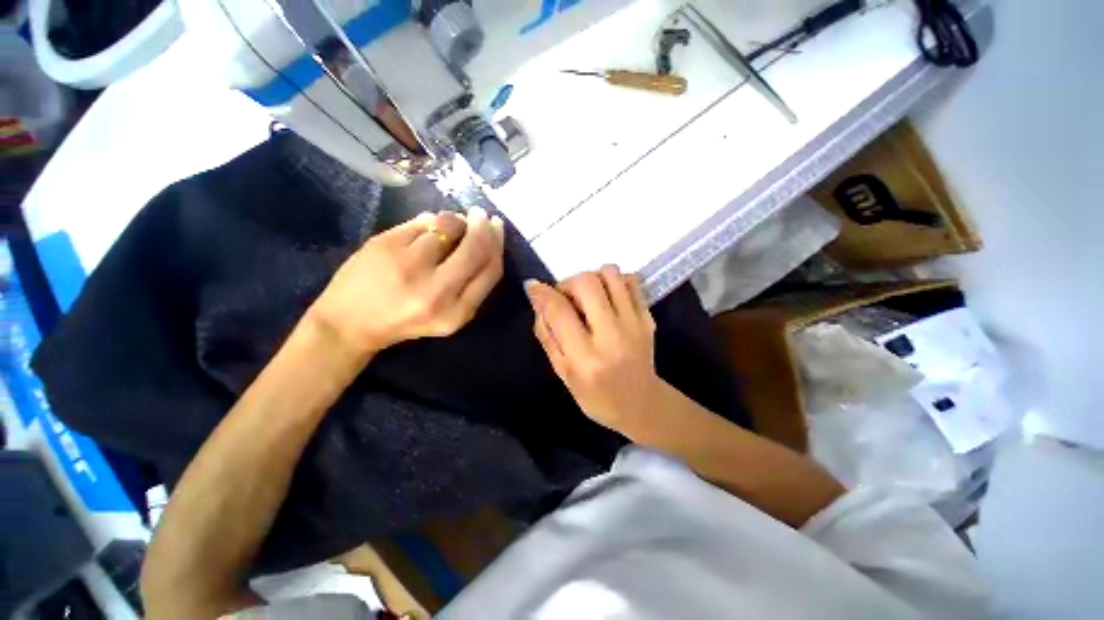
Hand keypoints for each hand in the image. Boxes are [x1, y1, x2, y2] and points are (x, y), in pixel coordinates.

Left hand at [310, 208, 504, 357]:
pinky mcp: (385, 245)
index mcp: (456, 313)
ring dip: (456, 220)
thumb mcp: (448, 317)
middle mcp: (436, 291)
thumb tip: (486, 238)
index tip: (497, 230)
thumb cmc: (405, 322)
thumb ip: (472, 287)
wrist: (348, 324)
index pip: (490, 271)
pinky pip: (422, 221)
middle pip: (474, 248)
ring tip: (453, 224)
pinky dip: (431, 219)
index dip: (497, 246)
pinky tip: (429, 224)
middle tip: (482, 216)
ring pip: (448, 226)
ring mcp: (408, 266)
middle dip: (483, 227)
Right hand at [524, 266, 661, 432]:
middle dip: (568, 283)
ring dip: (592, 278)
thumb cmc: (596, 396)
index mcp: (585, 358)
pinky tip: (608, 297)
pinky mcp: (648, 317)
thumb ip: (547, 336)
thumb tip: (537, 300)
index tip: (533, 287)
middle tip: (565, 298)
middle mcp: (611, 336)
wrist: (642, 404)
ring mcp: (635, 323)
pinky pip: (631, 280)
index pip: (559, 311)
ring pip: (610, 274)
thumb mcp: (563, 373)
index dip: (542, 293)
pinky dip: (614, 281)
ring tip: (587, 296)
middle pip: (586, 283)